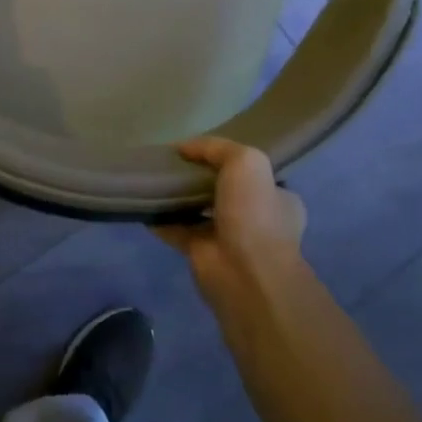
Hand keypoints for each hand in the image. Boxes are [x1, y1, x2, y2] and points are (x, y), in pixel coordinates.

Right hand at [155, 137, 307, 301]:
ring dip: (180, 198)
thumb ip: (216, 148)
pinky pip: (177, 230)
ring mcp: (229, 238)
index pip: (254, 173)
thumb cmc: (254, 213)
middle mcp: (257, 218)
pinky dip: (161, 219)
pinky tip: (144, 203)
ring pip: (199, 209)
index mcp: (278, 198)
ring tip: (154, 177)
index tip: (202, 150)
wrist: (245, 274)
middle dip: (201, 178)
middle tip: (174, 163)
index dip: (229, 159)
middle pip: (223, 190)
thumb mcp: (245, 161)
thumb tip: (185, 148)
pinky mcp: (202, 254)